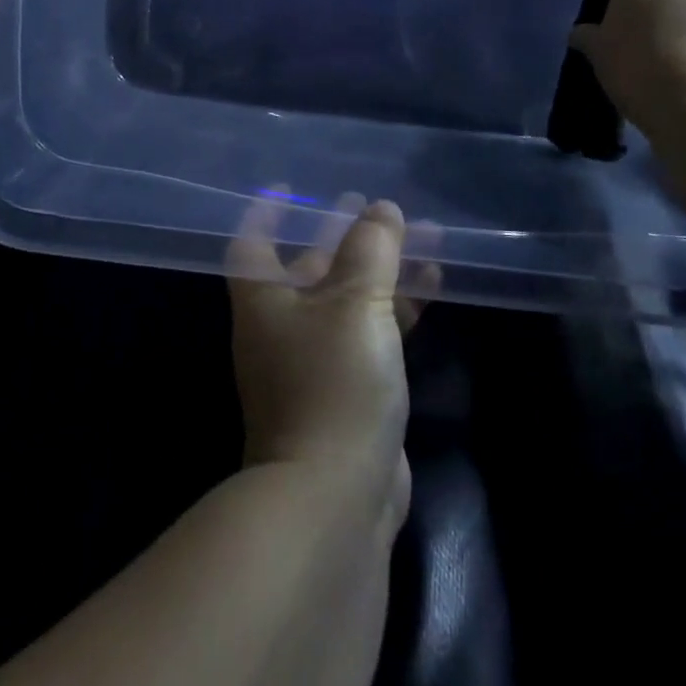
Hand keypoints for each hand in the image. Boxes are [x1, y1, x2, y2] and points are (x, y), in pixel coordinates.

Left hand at [226, 194, 434, 521]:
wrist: (336, 497)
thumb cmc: (333, 382)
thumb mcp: (354, 303)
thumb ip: (370, 249)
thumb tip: (381, 208)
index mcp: (263, 300)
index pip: (253, 243)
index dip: (267, 213)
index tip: (290, 187)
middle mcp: (282, 326)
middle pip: (310, 266)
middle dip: (341, 234)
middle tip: (371, 204)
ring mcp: (315, 360)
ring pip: (349, 297)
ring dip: (381, 267)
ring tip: (420, 233)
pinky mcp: (349, 389)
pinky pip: (372, 330)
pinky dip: (397, 304)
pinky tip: (433, 281)